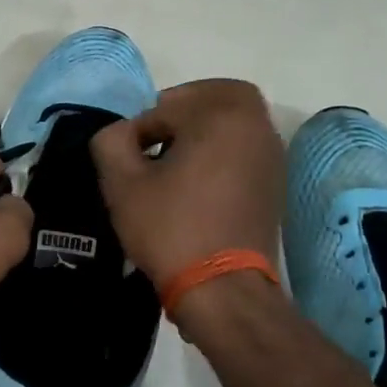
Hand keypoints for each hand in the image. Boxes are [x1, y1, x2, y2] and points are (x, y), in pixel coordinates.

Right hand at [90, 79, 284, 288]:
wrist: (223, 289)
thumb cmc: (171, 229)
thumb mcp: (122, 184)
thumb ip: (111, 141)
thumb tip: (120, 133)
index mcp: (223, 116)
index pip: (168, 105)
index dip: (138, 129)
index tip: (127, 158)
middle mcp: (257, 126)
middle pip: (218, 96)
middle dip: (183, 109)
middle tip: (156, 136)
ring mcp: (272, 156)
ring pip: (236, 122)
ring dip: (204, 129)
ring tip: (173, 162)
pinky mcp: (275, 184)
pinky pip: (246, 149)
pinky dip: (223, 151)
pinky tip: (196, 184)